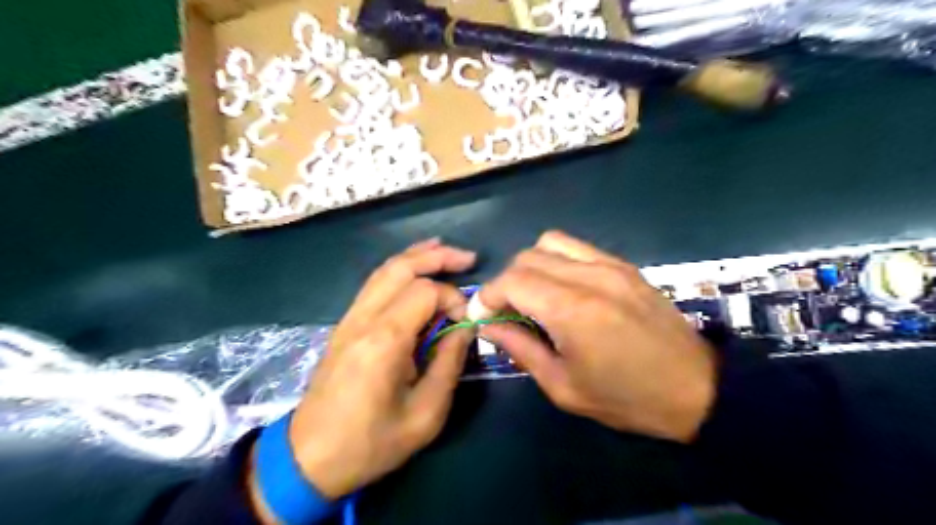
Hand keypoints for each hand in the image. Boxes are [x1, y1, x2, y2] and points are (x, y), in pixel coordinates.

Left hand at [251, 241, 476, 512]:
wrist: (309, 457)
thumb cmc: (370, 443)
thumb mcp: (425, 414)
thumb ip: (449, 364)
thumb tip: (464, 328)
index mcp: (384, 340)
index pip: (426, 292)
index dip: (454, 298)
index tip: (467, 323)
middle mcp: (363, 318)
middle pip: (401, 267)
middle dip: (438, 256)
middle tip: (469, 257)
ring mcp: (350, 318)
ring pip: (384, 270)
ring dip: (417, 256)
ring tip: (445, 250)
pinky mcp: (346, 325)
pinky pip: (375, 284)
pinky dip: (399, 270)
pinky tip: (415, 270)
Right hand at [477, 232, 714, 441]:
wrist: (697, 388)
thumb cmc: (626, 398)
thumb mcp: (564, 387)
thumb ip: (521, 349)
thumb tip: (489, 325)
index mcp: (572, 311)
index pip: (511, 281)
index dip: (488, 296)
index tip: (481, 316)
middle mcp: (589, 277)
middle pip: (526, 258)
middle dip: (506, 283)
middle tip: (507, 312)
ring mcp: (609, 265)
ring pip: (549, 243)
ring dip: (530, 266)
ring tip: (534, 296)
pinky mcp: (624, 265)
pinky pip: (576, 247)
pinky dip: (556, 260)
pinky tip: (562, 287)